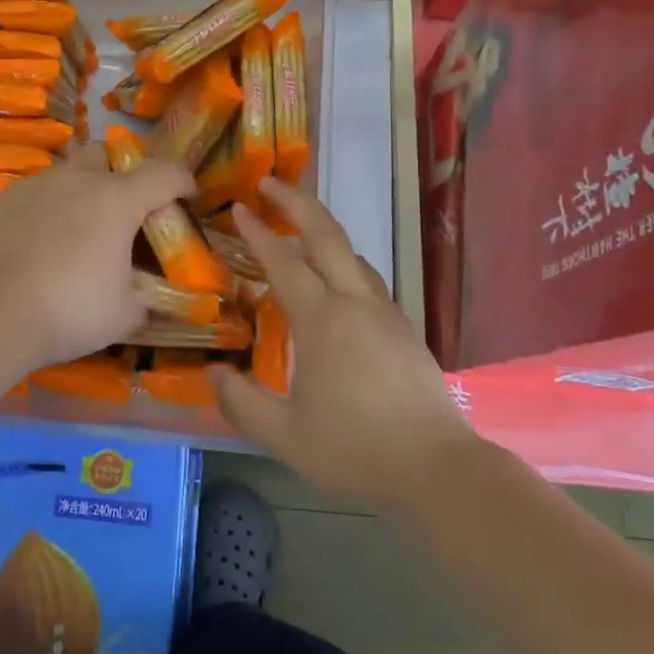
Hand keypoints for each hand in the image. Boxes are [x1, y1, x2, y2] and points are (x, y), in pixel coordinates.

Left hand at [0, 145, 195, 369]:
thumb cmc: (71, 308)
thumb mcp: (125, 314)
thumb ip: (146, 299)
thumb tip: (150, 299)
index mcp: (118, 198)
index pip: (165, 172)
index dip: (183, 182)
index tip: (188, 199)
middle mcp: (78, 179)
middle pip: (107, 155)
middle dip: (120, 174)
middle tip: (122, 211)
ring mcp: (36, 185)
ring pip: (67, 172)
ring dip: (80, 190)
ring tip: (77, 229)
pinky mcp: (3, 201)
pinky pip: (35, 193)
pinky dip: (46, 208)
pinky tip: (40, 242)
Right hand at [211, 179, 480, 512]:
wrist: (438, 470)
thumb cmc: (356, 451)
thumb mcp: (285, 436)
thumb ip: (241, 402)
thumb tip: (215, 371)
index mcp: (323, 320)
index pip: (284, 262)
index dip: (258, 232)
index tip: (238, 207)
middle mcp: (355, 303)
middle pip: (327, 234)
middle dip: (296, 201)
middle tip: (269, 183)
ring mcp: (386, 313)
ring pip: (353, 254)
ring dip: (322, 231)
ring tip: (298, 231)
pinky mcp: (404, 329)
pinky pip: (367, 279)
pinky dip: (343, 263)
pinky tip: (336, 285)